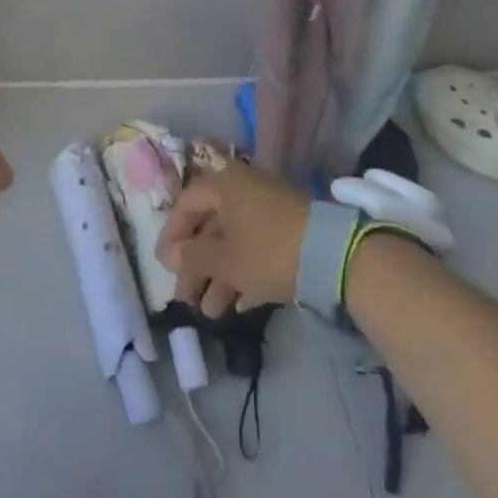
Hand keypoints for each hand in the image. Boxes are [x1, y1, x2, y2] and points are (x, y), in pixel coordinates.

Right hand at [155, 160, 311, 315]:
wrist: (334, 255)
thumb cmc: (266, 250)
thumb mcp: (224, 259)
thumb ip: (192, 257)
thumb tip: (171, 256)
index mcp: (224, 184)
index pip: (186, 204)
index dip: (171, 236)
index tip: (164, 267)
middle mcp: (244, 189)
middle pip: (210, 226)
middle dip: (197, 266)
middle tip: (187, 299)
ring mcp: (269, 208)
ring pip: (235, 241)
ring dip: (220, 276)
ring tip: (211, 312)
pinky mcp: (290, 229)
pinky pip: (257, 248)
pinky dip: (245, 272)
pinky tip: (239, 305)